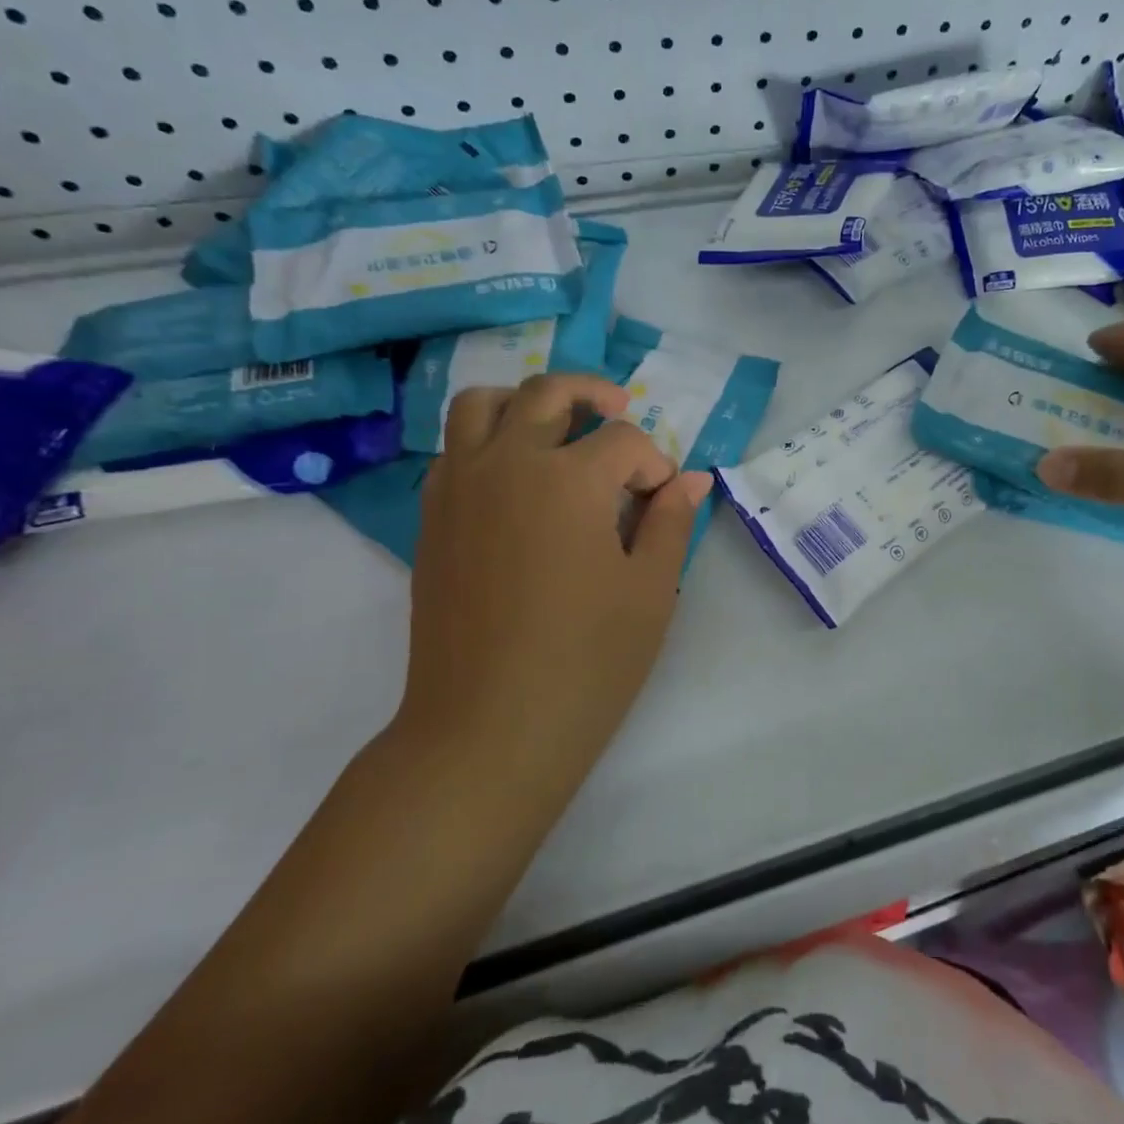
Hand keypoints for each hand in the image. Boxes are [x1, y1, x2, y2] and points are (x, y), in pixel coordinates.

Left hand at [398, 374, 710, 782]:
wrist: (488, 729)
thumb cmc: (586, 661)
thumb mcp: (650, 590)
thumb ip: (671, 522)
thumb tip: (691, 478)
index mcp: (569, 478)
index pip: (624, 441)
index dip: (654, 465)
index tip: (663, 503)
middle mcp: (507, 463)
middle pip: (548, 393)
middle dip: (593, 394)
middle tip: (620, 410)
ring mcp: (459, 487)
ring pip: (483, 404)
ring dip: (525, 402)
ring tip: (556, 427)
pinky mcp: (432, 518)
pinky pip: (455, 450)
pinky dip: (488, 441)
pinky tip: (516, 481)